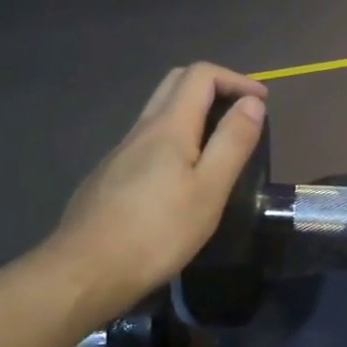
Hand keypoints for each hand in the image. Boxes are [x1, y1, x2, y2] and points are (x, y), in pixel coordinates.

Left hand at [34, 63, 266, 319]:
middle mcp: (141, 130)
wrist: (85, 272)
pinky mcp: (109, 176)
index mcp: (168, 126)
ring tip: (219, 143)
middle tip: (241, 112)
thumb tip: (252, 103)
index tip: (262, 102)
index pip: (201, 75)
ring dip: (193, 112)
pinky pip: (147, 140)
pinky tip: (181, 175)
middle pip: (175, 83)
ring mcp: (120, 153)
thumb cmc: (157, 233)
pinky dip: (175, 137)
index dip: (235, 79)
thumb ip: (232, 142)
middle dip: (213, 86)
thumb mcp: (209, 190)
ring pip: (158, 112)